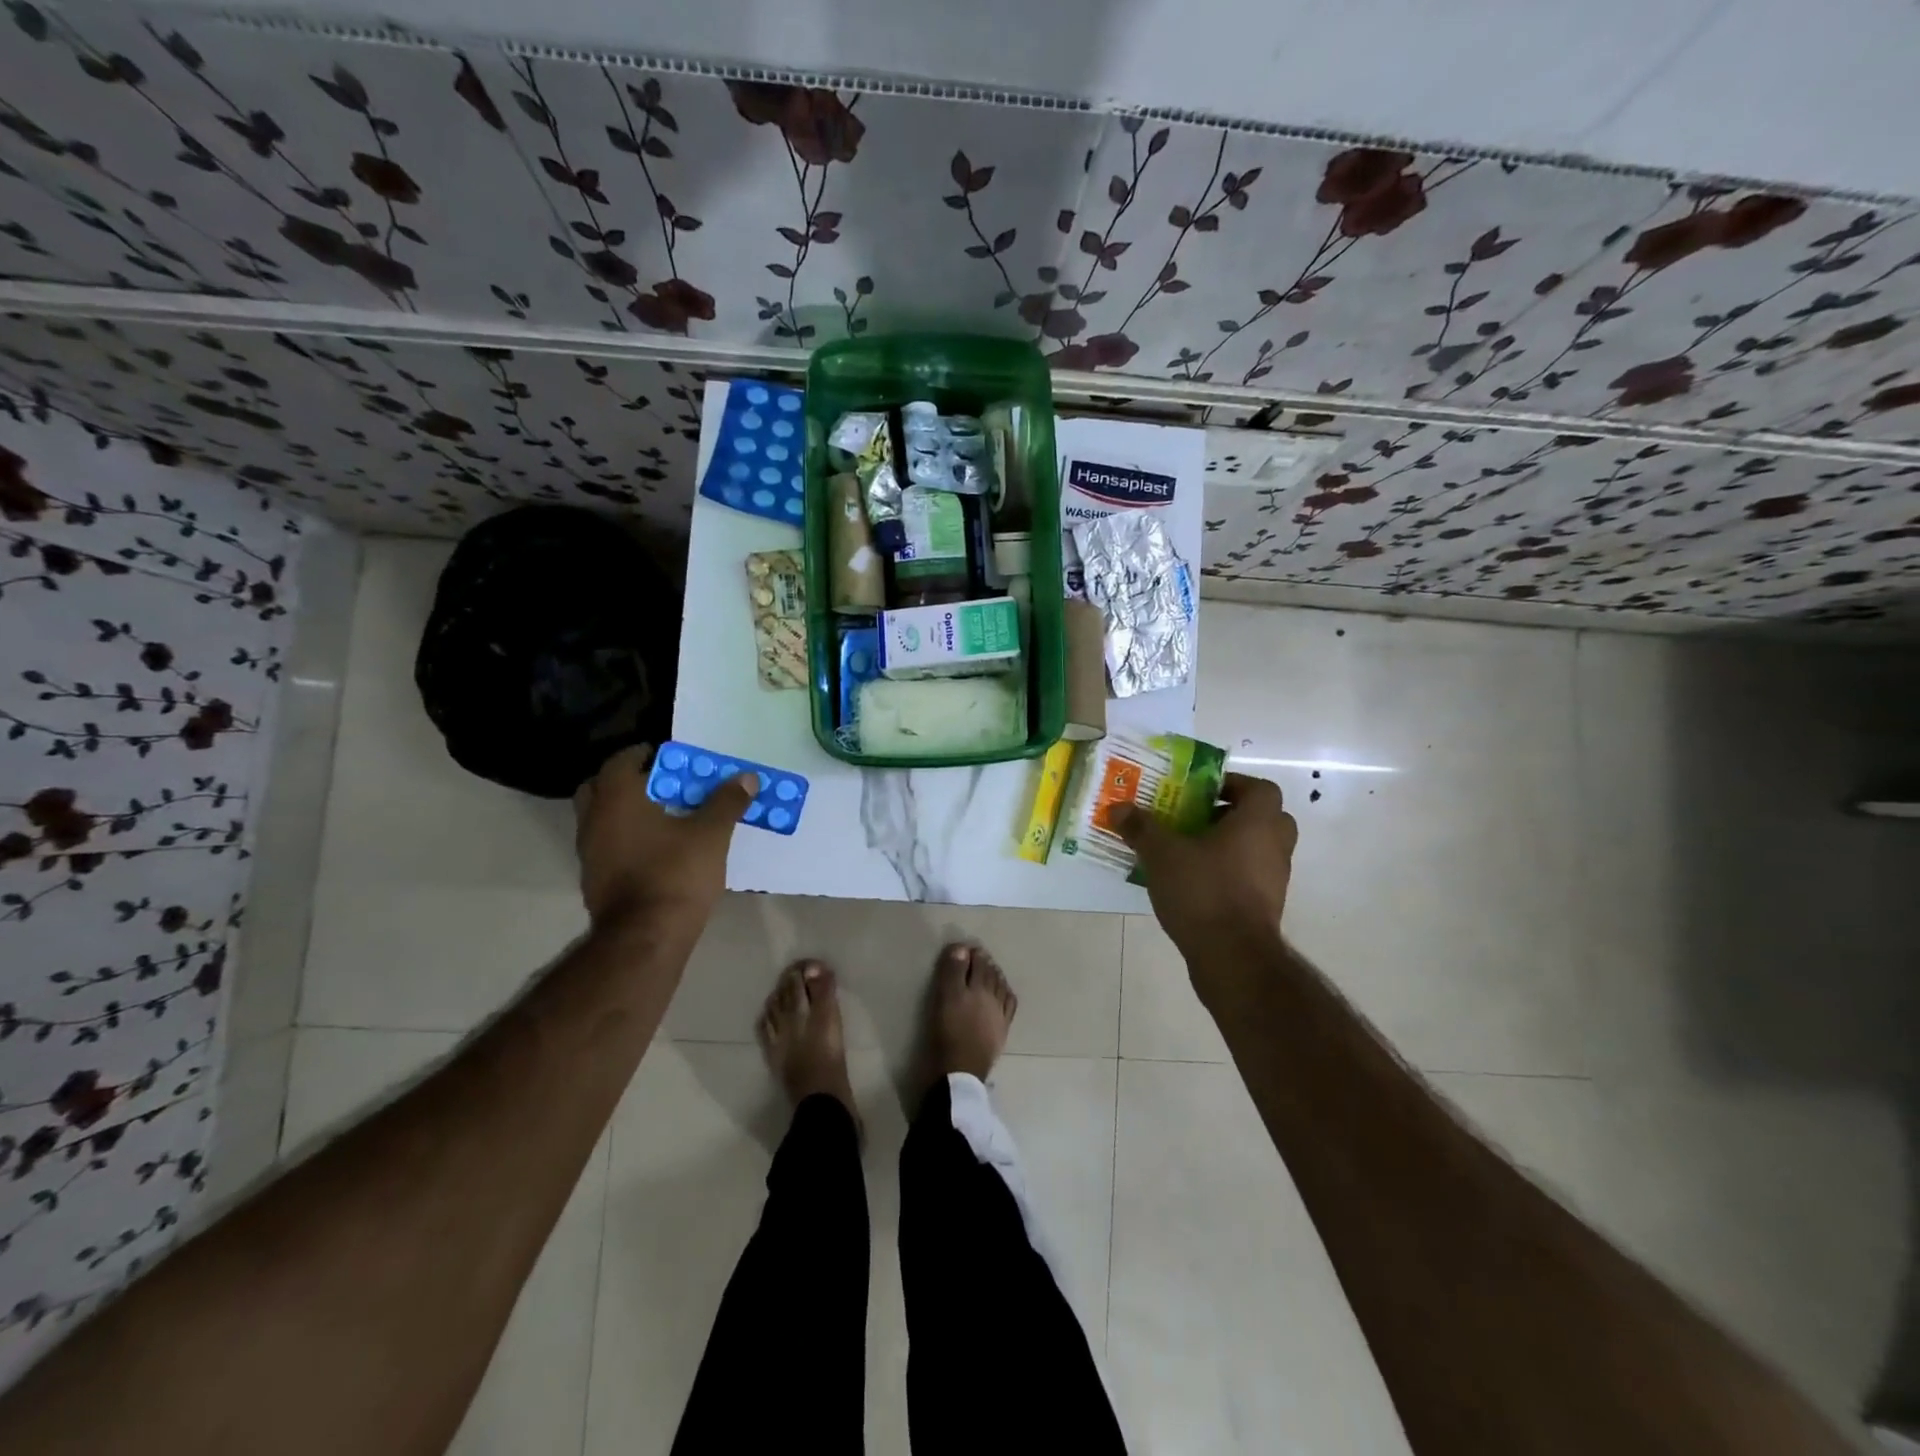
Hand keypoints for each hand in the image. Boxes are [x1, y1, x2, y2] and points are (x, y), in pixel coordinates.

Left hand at [573, 745, 757, 930]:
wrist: (645, 937)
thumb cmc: (676, 874)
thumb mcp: (711, 834)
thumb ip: (727, 802)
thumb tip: (746, 777)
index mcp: (617, 799)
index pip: (620, 761)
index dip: (643, 754)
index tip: (667, 756)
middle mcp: (594, 820)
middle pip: (599, 787)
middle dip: (626, 781)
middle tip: (659, 784)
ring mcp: (589, 853)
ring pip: (600, 818)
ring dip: (623, 811)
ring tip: (662, 816)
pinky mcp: (594, 879)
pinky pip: (606, 845)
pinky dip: (624, 838)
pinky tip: (654, 849)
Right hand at [1112, 772, 1297, 959]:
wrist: (1232, 957)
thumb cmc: (1203, 891)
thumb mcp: (1162, 854)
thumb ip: (1141, 828)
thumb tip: (1118, 808)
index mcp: (1258, 823)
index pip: (1260, 789)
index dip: (1233, 785)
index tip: (1202, 792)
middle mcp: (1275, 846)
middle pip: (1265, 818)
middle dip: (1233, 815)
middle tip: (1198, 819)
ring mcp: (1275, 879)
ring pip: (1258, 849)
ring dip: (1231, 845)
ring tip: (1190, 851)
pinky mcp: (1267, 907)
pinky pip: (1251, 877)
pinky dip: (1230, 873)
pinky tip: (1196, 882)